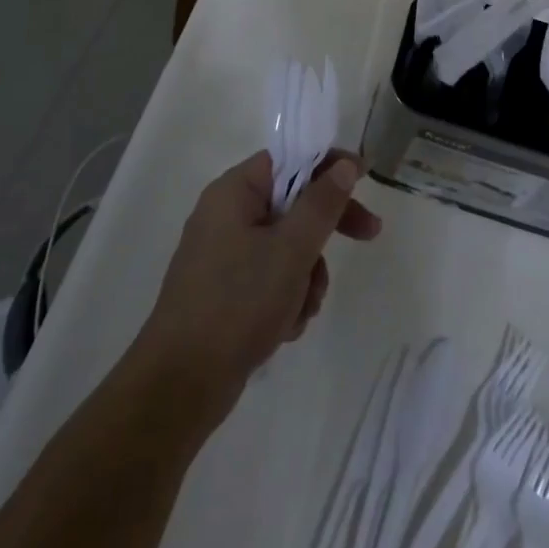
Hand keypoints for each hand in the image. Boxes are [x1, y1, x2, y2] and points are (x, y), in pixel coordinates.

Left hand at [137, 151, 381, 414]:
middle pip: (293, 204)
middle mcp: (226, 215)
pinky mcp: (224, 292)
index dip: (329, 165)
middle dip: (325, 229)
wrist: (178, 388)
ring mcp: (223, 255)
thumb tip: (344, 165)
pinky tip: (285, 328)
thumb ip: (322, 203)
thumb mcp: (291, 249)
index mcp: (234, 191)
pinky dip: (286, 298)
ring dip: (306, 275)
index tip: (365, 179)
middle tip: (370, 234)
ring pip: (287, 247)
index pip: (290, 159)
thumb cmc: (237, 303)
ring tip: (302, 308)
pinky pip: (270, 278)